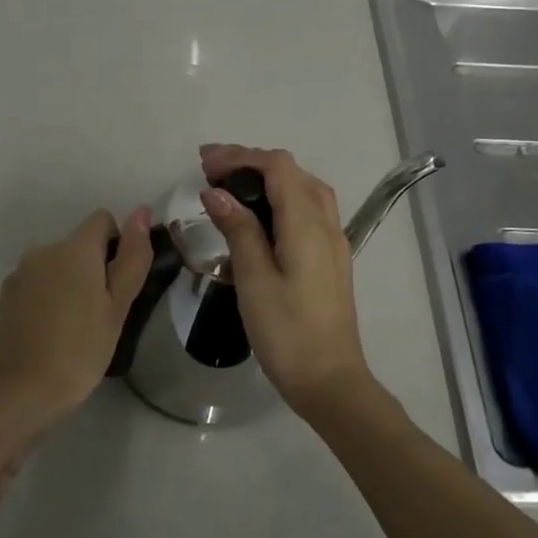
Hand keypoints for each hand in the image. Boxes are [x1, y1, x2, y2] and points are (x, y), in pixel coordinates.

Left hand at [0, 206, 154, 432]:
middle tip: (103, 314)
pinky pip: (39, 283)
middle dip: (94, 268)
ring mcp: (21, 273)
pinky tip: (53, 333)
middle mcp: (43, 250)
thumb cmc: (80, 350)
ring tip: (77, 327)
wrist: (19, 392)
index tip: (119, 284)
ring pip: (58, 265)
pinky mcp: (7, 296)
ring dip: (71, 283)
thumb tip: (141, 210)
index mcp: (74, 248)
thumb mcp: (118, 306)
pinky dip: (50, 297)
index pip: (102, 220)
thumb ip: (132, 256)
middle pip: (79, 245)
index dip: (118, 244)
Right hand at [199, 144, 376, 417]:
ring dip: (268, 179)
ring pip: (304, 190)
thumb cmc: (287, 333)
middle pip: (292, 172)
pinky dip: (281, 198)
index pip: (277, 166)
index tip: (204, 163)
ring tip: (230, 187)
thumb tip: (215, 192)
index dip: (240, 156)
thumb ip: (238, 230)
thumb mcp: (254, 280)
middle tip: (209, 171)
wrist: (330, 381)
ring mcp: (332, 242)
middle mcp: (326, 224)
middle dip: (251, 163)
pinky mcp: (330, 259)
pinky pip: (308, 210)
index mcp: (307, 224)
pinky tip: (258, 217)